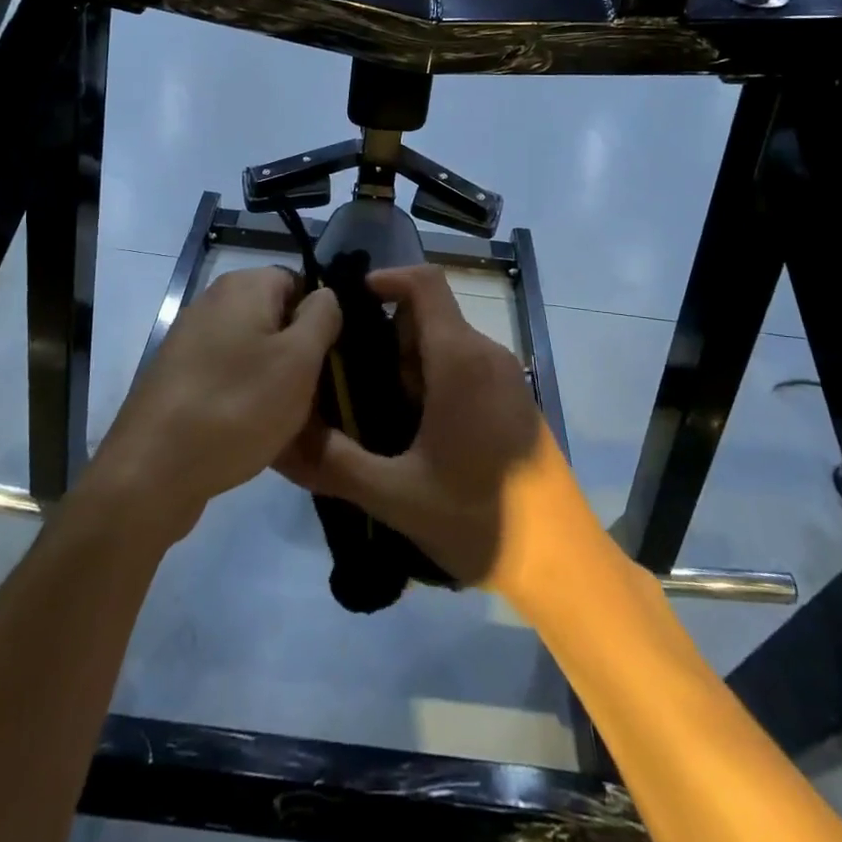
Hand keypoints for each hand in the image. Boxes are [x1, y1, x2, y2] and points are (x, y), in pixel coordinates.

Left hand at [87, 266, 339, 541]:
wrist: (153, 470)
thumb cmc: (238, 406)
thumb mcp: (299, 360)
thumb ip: (322, 317)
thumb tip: (324, 296)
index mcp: (243, 285)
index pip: (299, 283)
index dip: (319, 319)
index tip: (327, 360)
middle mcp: (212, 301)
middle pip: (274, 317)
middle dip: (296, 352)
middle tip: (311, 394)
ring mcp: (189, 339)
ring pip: (251, 350)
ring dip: (271, 378)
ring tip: (284, 418)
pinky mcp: (176, 376)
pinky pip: (226, 375)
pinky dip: (242, 395)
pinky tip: (249, 430)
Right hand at [276, 265, 597, 595]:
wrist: (561, 562)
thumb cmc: (479, 518)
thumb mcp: (395, 495)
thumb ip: (333, 461)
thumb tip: (280, 438)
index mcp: (460, 359)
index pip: (424, 283)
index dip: (385, 279)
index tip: (345, 306)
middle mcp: (487, 354)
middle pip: (426, 318)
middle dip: (384, 342)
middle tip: (348, 387)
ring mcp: (505, 377)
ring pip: (443, 346)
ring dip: (406, 369)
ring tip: (374, 419)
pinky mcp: (512, 400)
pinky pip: (463, 368)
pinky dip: (431, 383)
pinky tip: (413, 437)